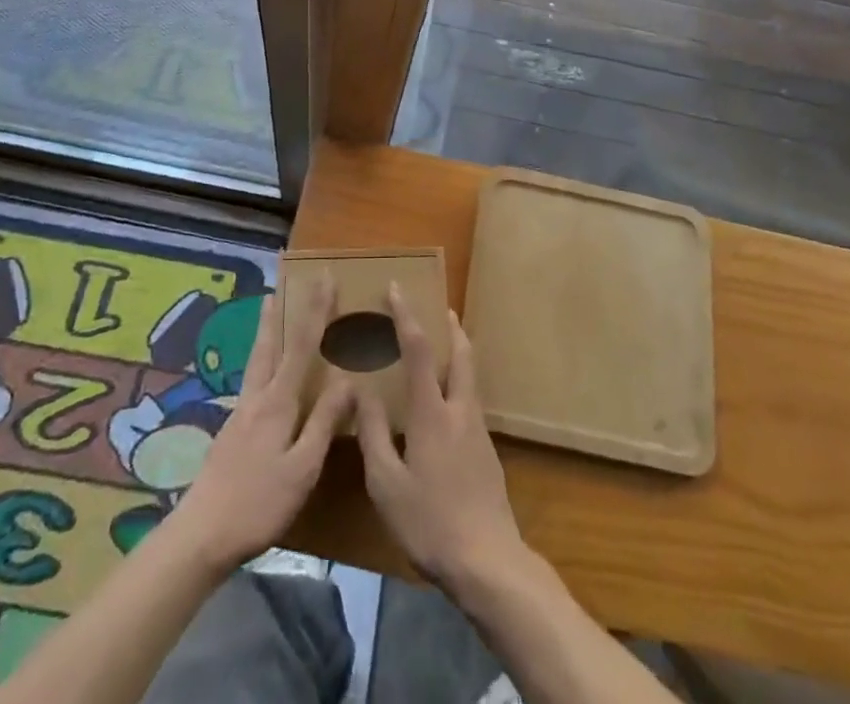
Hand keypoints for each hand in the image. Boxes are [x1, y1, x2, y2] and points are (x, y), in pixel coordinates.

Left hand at [168, 279, 350, 571]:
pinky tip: (261, 368)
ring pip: (256, 359)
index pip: (302, 345)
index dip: (315, 310)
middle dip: (280, 311)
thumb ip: (323, 422)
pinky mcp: (231, 430)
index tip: (324, 278)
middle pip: (270, 344)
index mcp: (278, 402)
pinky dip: (260, 357)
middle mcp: (257, 398)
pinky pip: (251, 378)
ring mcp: (240, 413)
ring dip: (266, 329)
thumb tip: (348, 379)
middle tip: (283, 281)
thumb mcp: (302, 468)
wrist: (201, 535)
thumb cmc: (258, 504)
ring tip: (268, 307)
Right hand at [356, 283, 527, 596]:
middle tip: (437, 307)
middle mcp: (460, 410)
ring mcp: (478, 429)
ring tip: (440, 345)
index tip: (396, 288)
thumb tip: (362, 388)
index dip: (406, 315)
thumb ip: (373, 432)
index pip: (418, 349)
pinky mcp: (487, 450)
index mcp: (432, 412)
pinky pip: (470, 398)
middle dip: (449, 325)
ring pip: (469, 375)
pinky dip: (458, 380)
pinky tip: (444, 402)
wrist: (488, 561)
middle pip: (461, 353)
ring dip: (457, 350)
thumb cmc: (429, 521)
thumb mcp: (386, 483)